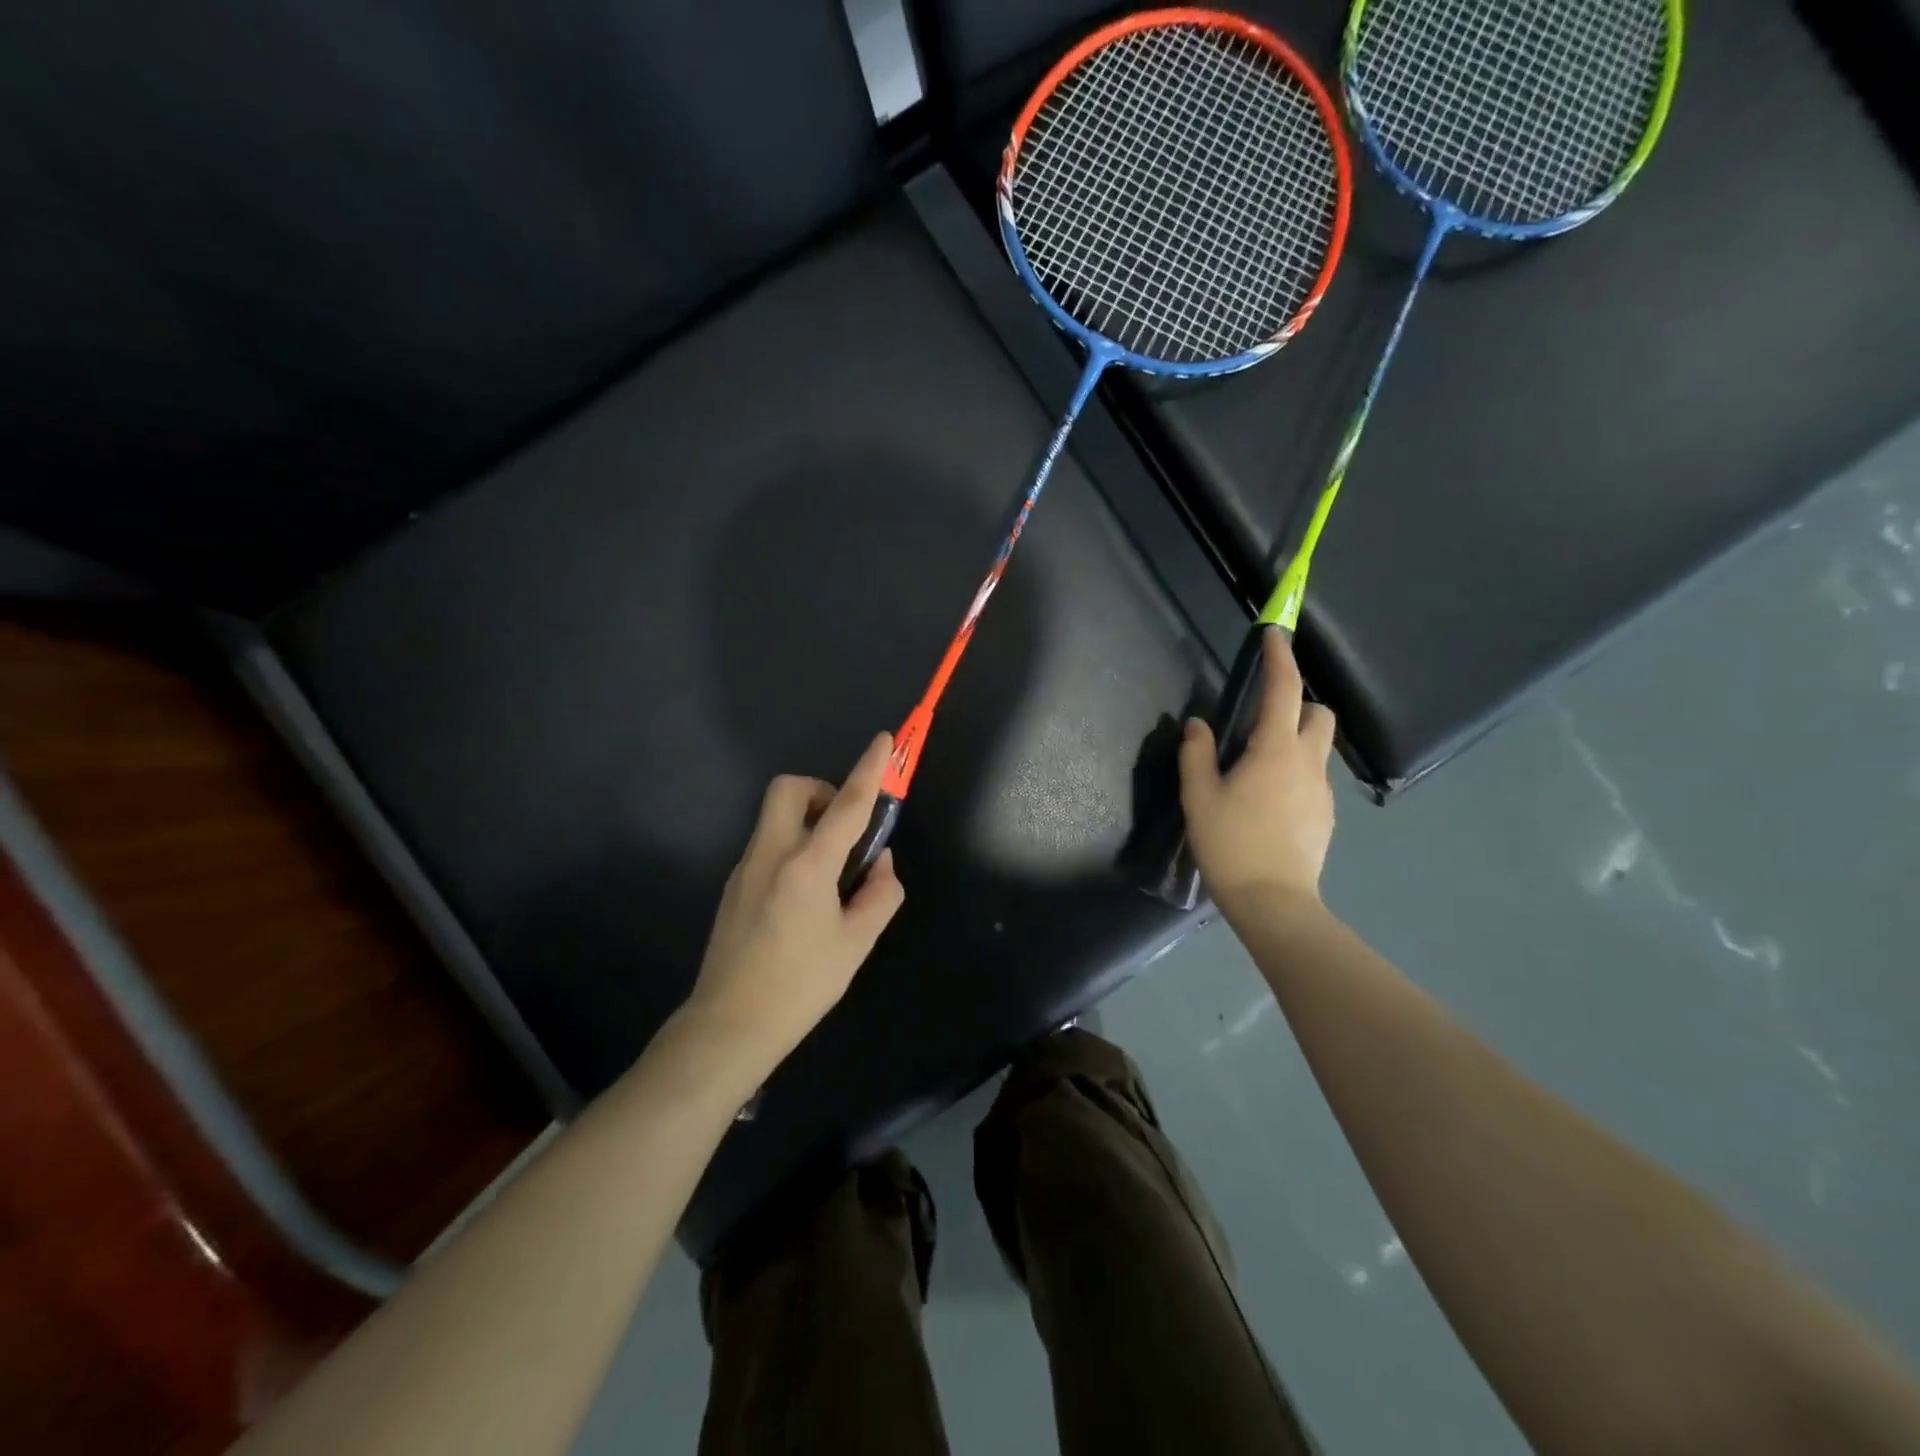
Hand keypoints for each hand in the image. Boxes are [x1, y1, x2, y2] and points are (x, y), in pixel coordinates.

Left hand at [681, 733, 905, 1076]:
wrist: (729, 1026)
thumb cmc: (800, 986)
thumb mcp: (856, 943)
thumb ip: (879, 893)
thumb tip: (880, 862)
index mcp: (807, 866)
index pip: (846, 805)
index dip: (869, 769)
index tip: (882, 741)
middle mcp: (771, 854)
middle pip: (790, 789)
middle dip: (822, 791)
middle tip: (845, 827)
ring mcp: (746, 868)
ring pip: (777, 816)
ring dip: (809, 821)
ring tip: (832, 871)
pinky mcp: (734, 885)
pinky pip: (769, 844)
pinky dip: (794, 847)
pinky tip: (806, 896)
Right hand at [1178, 629, 1336, 918]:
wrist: (1273, 902)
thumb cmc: (1230, 844)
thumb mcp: (1200, 797)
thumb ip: (1197, 754)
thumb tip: (1199, 726)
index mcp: (1274, 750)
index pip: (1284, 690)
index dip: (1280, 659)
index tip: (1274, 637)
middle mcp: (1308, 762)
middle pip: (1319, 714)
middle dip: (1298, 703)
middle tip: (1262, 719)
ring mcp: (1322, 791)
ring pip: (1319, 747)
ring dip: (1296, 740)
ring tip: (1259, 767)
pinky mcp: (1326, 815)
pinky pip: (1314, 778)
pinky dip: (1296, 773)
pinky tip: (1269, 802)